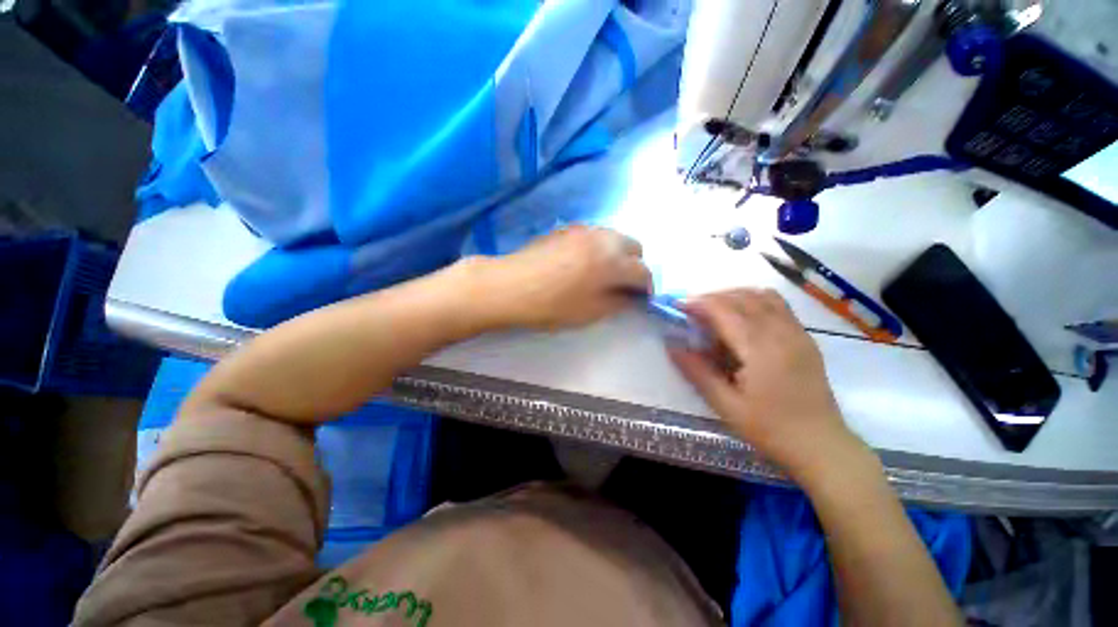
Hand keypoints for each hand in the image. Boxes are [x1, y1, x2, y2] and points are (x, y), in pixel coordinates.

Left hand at [474, 225, 652, 329]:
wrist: (510, 286)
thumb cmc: (552, 305)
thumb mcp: (591, 312)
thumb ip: (619, 302)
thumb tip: (632, 297)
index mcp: (613, 261)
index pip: (643, 271)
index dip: (646, 287)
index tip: (640, 299)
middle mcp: (603, 238)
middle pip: (634, 246)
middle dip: (635, 265)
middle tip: (622, 285)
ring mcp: (584, 229)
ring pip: (614, 237)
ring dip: (618, 254)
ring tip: (603, 272)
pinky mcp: (567, 228)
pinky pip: (595, 234)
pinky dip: (600, 247)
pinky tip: (583, 262)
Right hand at [668, 289, 862, 481]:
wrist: (821, 446)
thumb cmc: (770, 429)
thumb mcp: (726, 405)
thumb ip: (697, 372)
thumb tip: (672, 346)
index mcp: (760, 349)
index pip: (724, 310)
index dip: (698, 303)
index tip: (677, 306)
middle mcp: (781, 332)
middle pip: (741, 297)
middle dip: (711, 297)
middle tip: (691, 311)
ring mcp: (797, 332)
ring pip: (761, 295)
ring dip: (733, 296)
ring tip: (714, 311)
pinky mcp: (805, 337)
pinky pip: (777, 304)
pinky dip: (753, 301)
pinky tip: (742, 318)